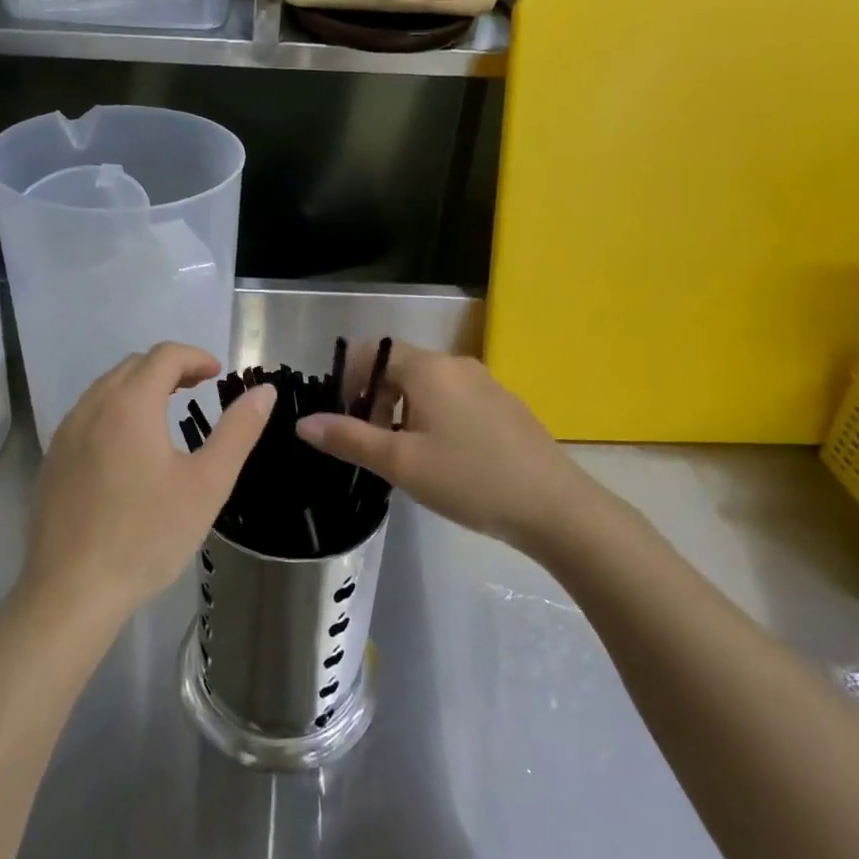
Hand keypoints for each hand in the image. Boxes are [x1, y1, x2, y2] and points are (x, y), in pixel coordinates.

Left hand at [24, 343, 275, 628]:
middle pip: (133, 365)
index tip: (218, 375)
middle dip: (169, 368)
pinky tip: (128, 449)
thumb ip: (238, 431)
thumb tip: (264, 391)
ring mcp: (66, 433)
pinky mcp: (53, 459)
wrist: (72, 591)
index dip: (196, 357)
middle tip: (198, 390)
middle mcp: (92, 407)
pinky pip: (87, 415)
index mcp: (130, 405)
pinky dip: (115, 410)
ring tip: (166, 414)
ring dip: (139, 387)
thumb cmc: (148, 536)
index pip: (165, 355)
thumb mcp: (207, 484)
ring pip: (106, 388)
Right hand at [296, 343, 596, 548]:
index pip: (375, 352)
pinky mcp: (504, 405)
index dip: (351, 379)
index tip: (344, 418)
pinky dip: (434, 417)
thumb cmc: (469, 479)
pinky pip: (455, 399)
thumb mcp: (401, 463)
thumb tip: (303, 422)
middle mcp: (457, 364)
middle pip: (400, 368)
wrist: (555, 507)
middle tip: (372, 446)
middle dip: (376, 400)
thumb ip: (349, 438)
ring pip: (428, 386)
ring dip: (404, 412)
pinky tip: (444, 460)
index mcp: (429, 368)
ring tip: (405, 458)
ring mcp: (486, 383)